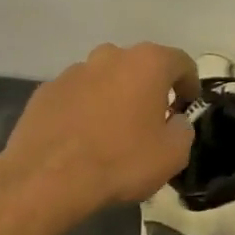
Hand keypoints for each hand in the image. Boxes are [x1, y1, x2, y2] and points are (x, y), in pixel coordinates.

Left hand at [0, 43, 199, 218]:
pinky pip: (76, 95)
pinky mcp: (45, 90)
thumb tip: (174, 121)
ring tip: (112, 131)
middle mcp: (109, 56)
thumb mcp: (173, 155)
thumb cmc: (121, 161)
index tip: (187, 105)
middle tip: (151, 119)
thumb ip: (183, 130)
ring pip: (104, 78)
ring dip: (114, 96)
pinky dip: (84, 109)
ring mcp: (73, 71)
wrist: (49, 177)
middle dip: (149, 88)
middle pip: (139, 66)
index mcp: (147, 63)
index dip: (189, 83)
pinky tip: (82, 138)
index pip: (181, 62)